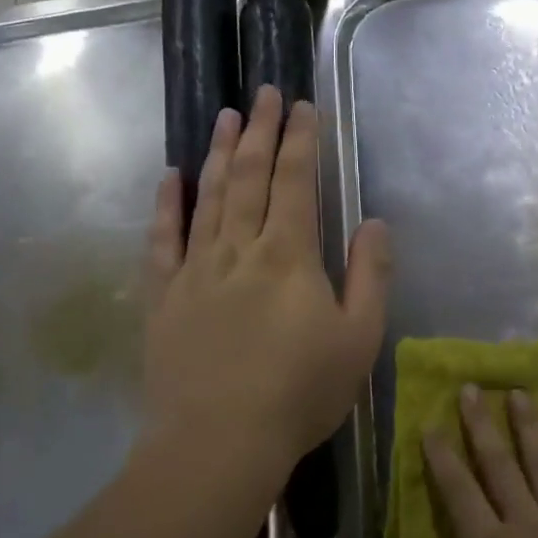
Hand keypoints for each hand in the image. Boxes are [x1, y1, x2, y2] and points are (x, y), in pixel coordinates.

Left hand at [142, 85, 390, 476]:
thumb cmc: (300, 393)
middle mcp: (239, 248)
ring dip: (219, 153)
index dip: (300, 140)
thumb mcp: (360, 339)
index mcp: (289, 254)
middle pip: (249, 176)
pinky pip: (163, 239)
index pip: (295, 181)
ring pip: (209, 196)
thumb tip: (375, 223)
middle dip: (259, 130)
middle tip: (262, 93)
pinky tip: (170, 177)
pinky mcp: (164, 296)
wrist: (217, 443)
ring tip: (225, 116)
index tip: (302, 106)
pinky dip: (167, 205)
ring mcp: (195, 269)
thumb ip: (371, 275)